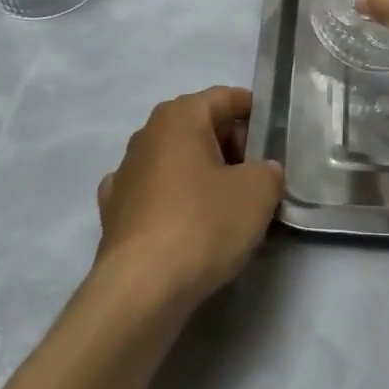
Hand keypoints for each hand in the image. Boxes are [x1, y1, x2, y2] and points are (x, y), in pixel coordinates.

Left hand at [93, 88, 284, 312]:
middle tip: (259, 179)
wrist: (140, 290)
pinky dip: (173, 201)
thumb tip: (263, 172)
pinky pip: (154, 194)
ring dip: (202, 175)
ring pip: (176, 161)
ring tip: (228, 207)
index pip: (226, 98)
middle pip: (201, 127)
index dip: (254, 113)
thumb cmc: (202, 223)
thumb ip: (269, 172)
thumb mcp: (257, 192)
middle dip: (232, 147)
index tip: (275, 137)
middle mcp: (148, 133)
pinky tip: (185, 223)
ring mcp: (125, 172)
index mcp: (180, 115)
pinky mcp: (113, 212)